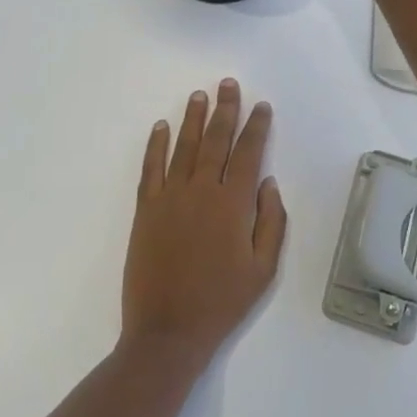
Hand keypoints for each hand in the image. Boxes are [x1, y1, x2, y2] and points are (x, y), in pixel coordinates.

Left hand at [122, 80, 287, 365]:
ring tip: (199, 95)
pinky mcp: (146, 210)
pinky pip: (151, 168)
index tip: (261, 106)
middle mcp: (201, 191)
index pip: (248, 153)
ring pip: (184, 147)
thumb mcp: (263, 269)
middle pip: (216, 140)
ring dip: (193, 119)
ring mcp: (170, 197)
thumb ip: (271, 222)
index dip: (256, 127)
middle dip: (225, 109)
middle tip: (228, 84)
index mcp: (233, 204)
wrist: (167, 332)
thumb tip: (268, 183)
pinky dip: (155, 145)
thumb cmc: (222, 302)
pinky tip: (161, 127)